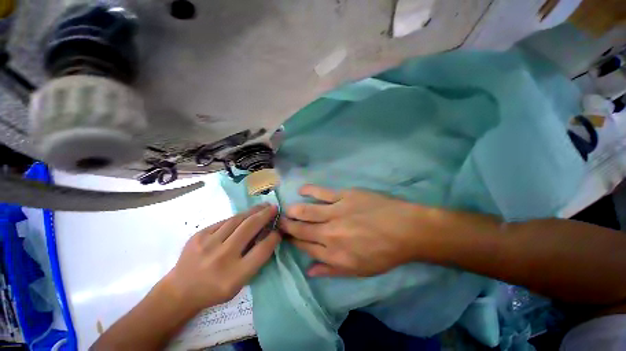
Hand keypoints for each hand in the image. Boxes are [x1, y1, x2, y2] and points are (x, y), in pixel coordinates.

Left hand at [162, 204, 280, 313]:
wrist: (180, 290)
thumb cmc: (215, 289)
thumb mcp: (240, 283)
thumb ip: (255, 260)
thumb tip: (268, 235)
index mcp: (235, 275)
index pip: (262, 249)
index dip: (274, 236)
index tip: (279, 229)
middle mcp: (222, 257)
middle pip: (250, 227)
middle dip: (265, 215)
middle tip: (274, 207)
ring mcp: (208, 243)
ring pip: (237, 220)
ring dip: (253, 211)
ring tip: (263, 205)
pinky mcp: (199, 234)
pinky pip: (225, 221)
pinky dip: (238, 217)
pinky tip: (245, 215)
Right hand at [280, 185, 435, 276]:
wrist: (405, 229)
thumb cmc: (384, 253)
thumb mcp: (359, 270)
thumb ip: (331, 271)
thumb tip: (309, 271)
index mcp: (333, 254)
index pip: (304, 247)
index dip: (293, 241)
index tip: (285, 237)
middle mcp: (330, 233)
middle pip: (301, 229)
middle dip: (287, 226)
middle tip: (280, 221)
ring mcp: (336, 212)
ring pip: (307, 210)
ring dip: (293, 210)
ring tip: (286, 209)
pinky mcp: (344, 196)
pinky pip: (321, 192)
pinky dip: (309, 191)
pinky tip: (301, 190)